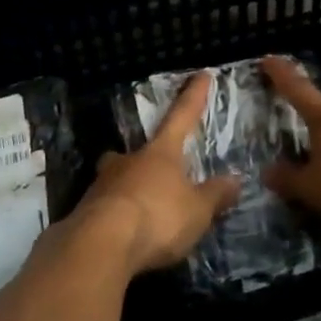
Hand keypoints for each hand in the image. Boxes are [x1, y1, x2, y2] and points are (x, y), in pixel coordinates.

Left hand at [78, 72, 242, 275]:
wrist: (100, 245)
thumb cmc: (157, 217)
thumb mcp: (197, 210)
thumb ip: (215, 195)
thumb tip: (235, 179)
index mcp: (160, 153)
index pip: (182, 117)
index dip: (194, 97)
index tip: (201, 75)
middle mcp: (128, 161)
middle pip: (137, 151)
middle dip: (145, 157)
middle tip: (153, 169)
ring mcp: (101, 185)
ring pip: (115, 178)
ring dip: (127, 188)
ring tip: (139, 209)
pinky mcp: (84, 213)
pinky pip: (104, 208)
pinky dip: (115, 216)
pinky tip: (122, 234)